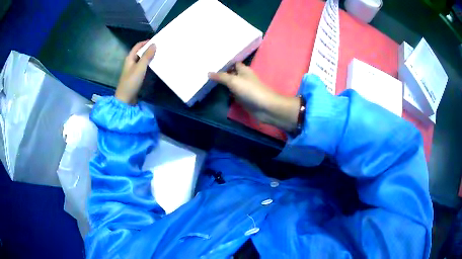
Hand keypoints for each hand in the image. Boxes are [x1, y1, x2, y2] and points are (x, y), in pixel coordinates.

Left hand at [115, 40, 155, 103]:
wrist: (126, 99)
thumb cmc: (131, 81)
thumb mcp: (140, 67)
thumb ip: (147, 56)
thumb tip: (154, 44)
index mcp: (130, 58)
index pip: (137, 46)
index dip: (145, 42)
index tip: (156, 40)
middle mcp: (131, 62)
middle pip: (140, 52)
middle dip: (149, 49)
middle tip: (160, 47)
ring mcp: (133, 70)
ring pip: (142, 60)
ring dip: (149, 57)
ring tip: (159, 55)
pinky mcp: (136, 77)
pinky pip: (143, 67)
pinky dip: (149, 65)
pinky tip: (155, 66)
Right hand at [209, 63, 299, 131]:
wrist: (264, 107)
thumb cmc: (250, 90)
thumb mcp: (233, 81)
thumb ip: (221, 77)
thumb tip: (209, 73)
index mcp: (244, 70)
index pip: (234, 63)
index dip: (225, 62)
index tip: (214, 62)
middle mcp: (244, 77)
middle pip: (232, 74)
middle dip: (222, 73)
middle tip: (207, 72)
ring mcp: (244, 89)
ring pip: (232, 84)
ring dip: (223, 84)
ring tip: (209, 81)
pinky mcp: (243, 98)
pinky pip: (233, 94)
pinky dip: (227, 93)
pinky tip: (217, 93)